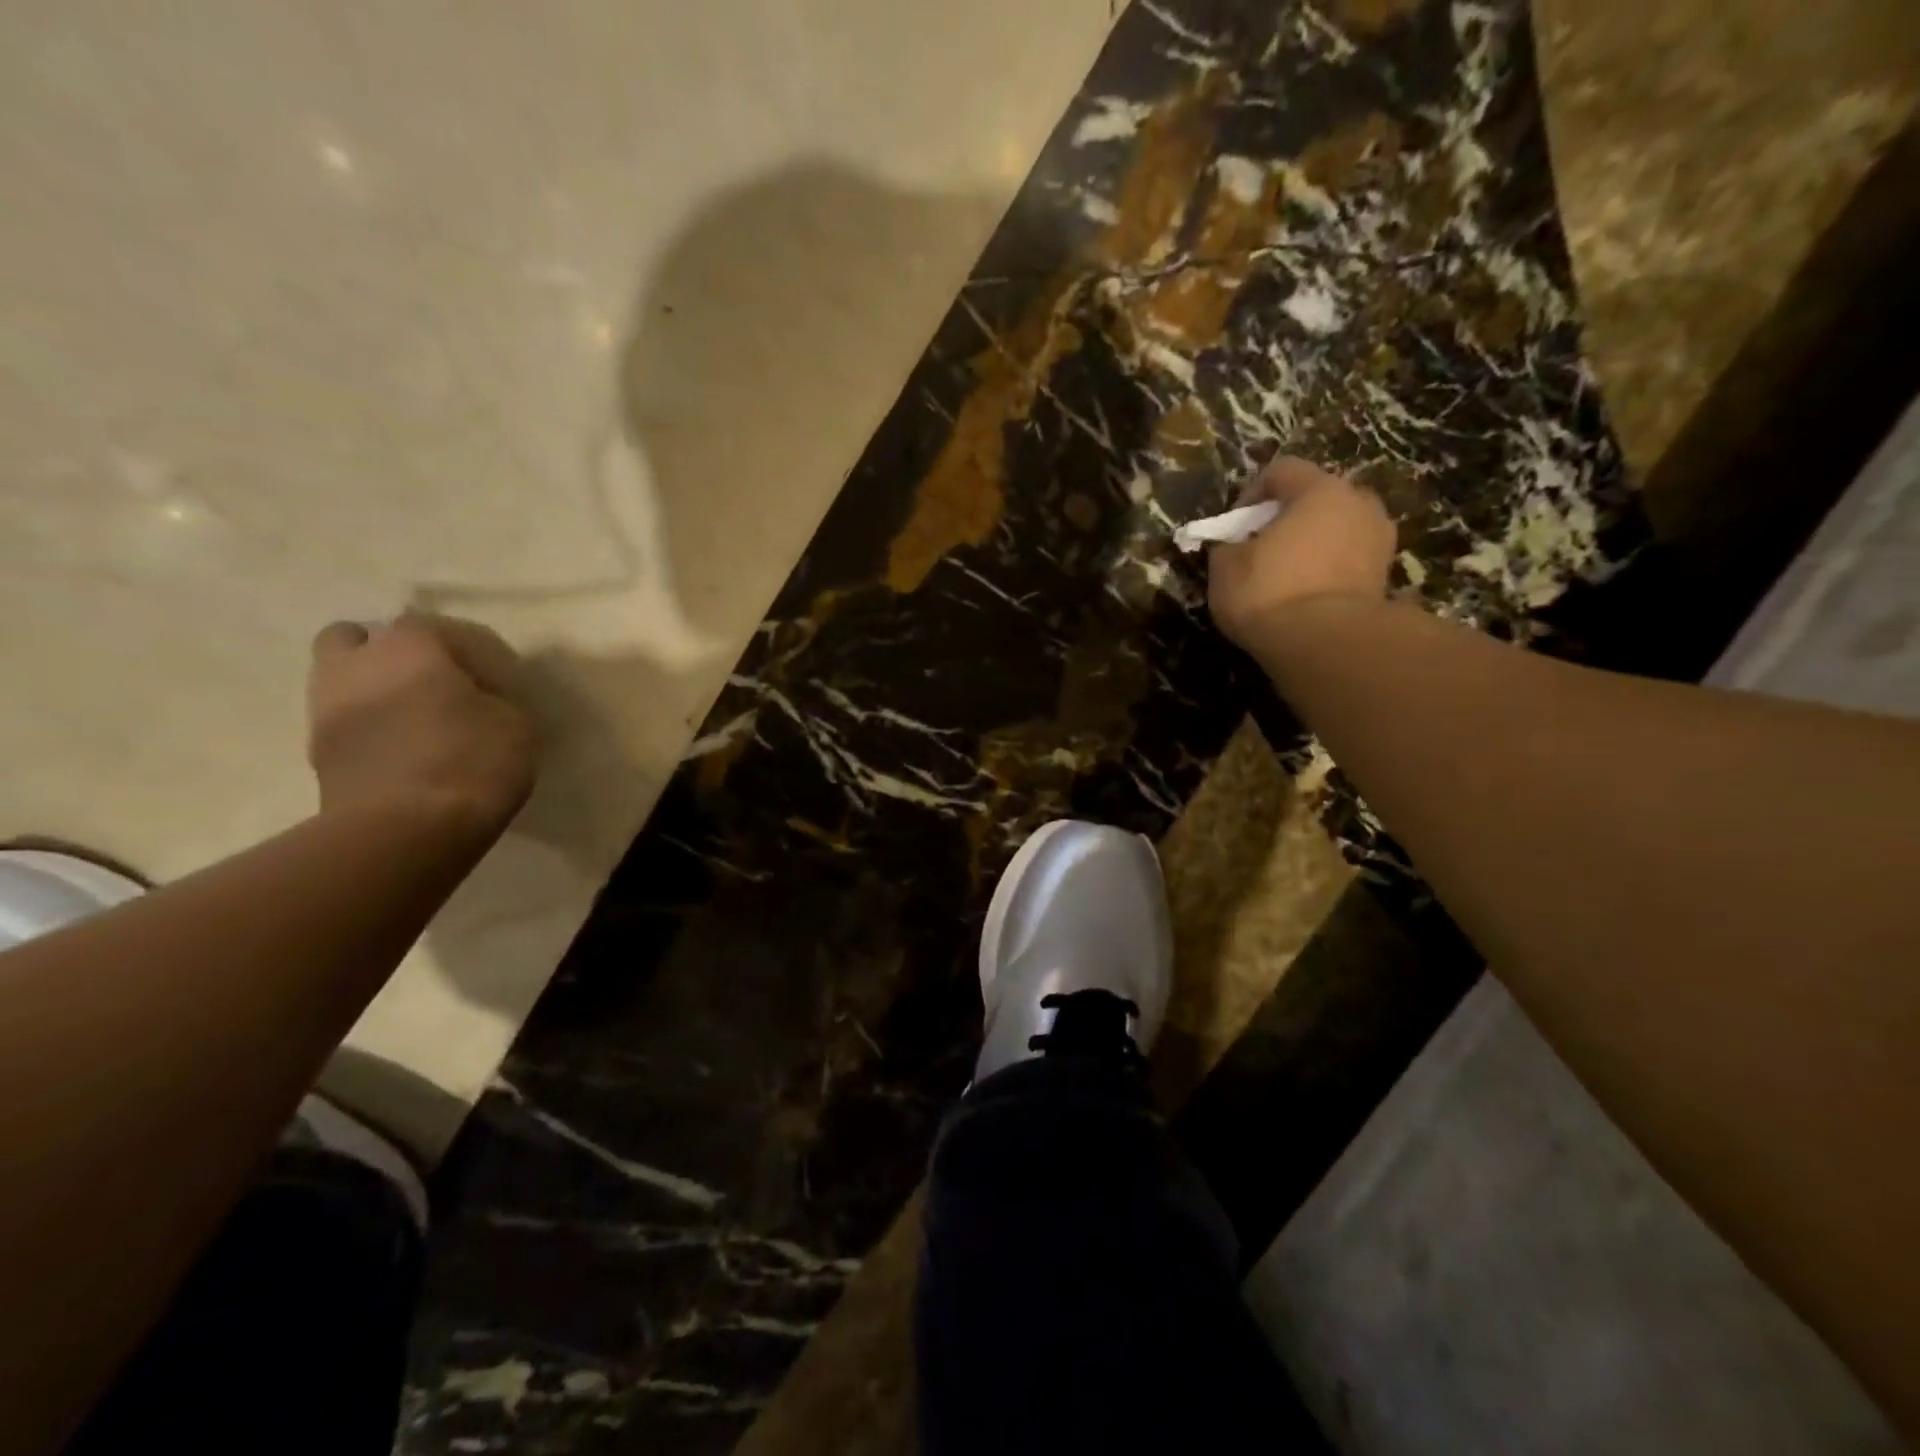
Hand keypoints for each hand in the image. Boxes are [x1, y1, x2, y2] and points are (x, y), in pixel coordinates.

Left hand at [307, 613, 536, 834]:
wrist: (405, 830)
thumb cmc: (471, 760)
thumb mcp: (515, 723)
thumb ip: (494, 698)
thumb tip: (479, 699)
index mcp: (409, 647)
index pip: (435, 628)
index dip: (466, 650)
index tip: (492, 679)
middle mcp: (356, 665)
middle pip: (358, 639)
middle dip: (387, 653)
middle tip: (431, 684)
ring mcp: (326, 709)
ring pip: (341, 680)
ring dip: (372, 690)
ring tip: (415, 719)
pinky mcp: (317, 754)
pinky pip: (345, 723)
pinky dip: (368, 728)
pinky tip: (402, 750)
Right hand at [1207, 456, 1396, 652]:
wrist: (1326, 643)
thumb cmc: (1269, 593)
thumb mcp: (1225, 568)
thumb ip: (1227, 546)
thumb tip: (1232, 546)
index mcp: (1319, 490)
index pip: (1282, 470)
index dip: (1252, 492)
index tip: (1234, 524)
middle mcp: (1358, 504)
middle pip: (1318, 498)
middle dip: (1290, 517)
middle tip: (1264, 546)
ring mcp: (1380, 540)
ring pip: (1339, 529)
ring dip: (1315, 544)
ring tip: (1289, 574)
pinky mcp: (1386, 577)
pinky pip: (1351, 561)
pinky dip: (1331, 570)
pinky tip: (1309, 595)